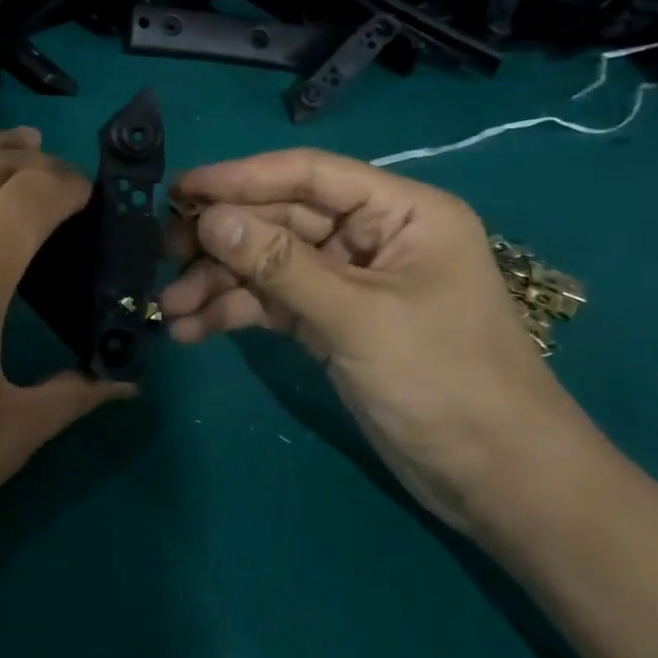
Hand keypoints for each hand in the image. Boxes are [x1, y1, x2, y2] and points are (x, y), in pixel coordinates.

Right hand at [160, 149, 599, 534]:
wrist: (496, 482)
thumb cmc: (446, 382)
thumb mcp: (358, 318)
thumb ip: (280, 265)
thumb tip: (209, 219)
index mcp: (400, 211)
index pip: (308, 175)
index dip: (241, 178)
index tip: (181, 189)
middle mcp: (371, 236)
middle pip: (280, 220)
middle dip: (222, 239)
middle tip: (161, 252)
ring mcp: (348, 281)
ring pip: (268, 264)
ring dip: (218, 283)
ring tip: (169, 307)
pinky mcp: (331, 322)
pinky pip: (272, 303)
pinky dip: (235, 313)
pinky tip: (192, 330)